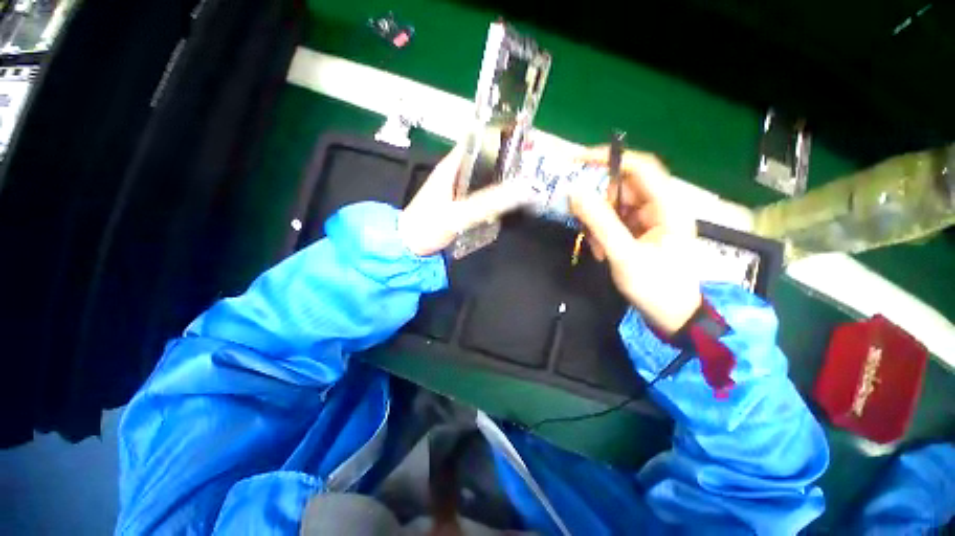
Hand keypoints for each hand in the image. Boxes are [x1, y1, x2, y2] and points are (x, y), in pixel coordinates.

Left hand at [399, 145, 529, 256]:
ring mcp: (456, 187)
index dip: (500, 132)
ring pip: (483, 173)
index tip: (524, 134)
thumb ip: (487, 203)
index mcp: (452, 167)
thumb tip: (521, 190)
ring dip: (501, 172)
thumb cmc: (428, 227)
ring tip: (526, 175)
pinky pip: (480, 189)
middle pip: (484, 155)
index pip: (478, 139)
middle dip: (507, 154)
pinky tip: (506, 196)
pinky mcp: (458, 201)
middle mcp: (454, 172)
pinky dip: (493, 188)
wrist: (408, 245)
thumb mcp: (458, 214)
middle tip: (532, 158)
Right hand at [570, 148, 701, 334]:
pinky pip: (612, 222)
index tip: (577, 162)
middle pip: (621, 187)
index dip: (609, 159)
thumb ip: (599, 223)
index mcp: (667, 206)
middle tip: (577, 216)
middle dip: (596, 201)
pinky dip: (600, 232)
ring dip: (596, 222)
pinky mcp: (638, 233)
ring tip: (593, 245)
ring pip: (613, 206)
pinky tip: (599, 251)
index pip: (639, 167)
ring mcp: (647, 220)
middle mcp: (658, 207)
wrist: (673, 317)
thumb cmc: (656, 287)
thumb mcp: (625, 255)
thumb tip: (575, 192)